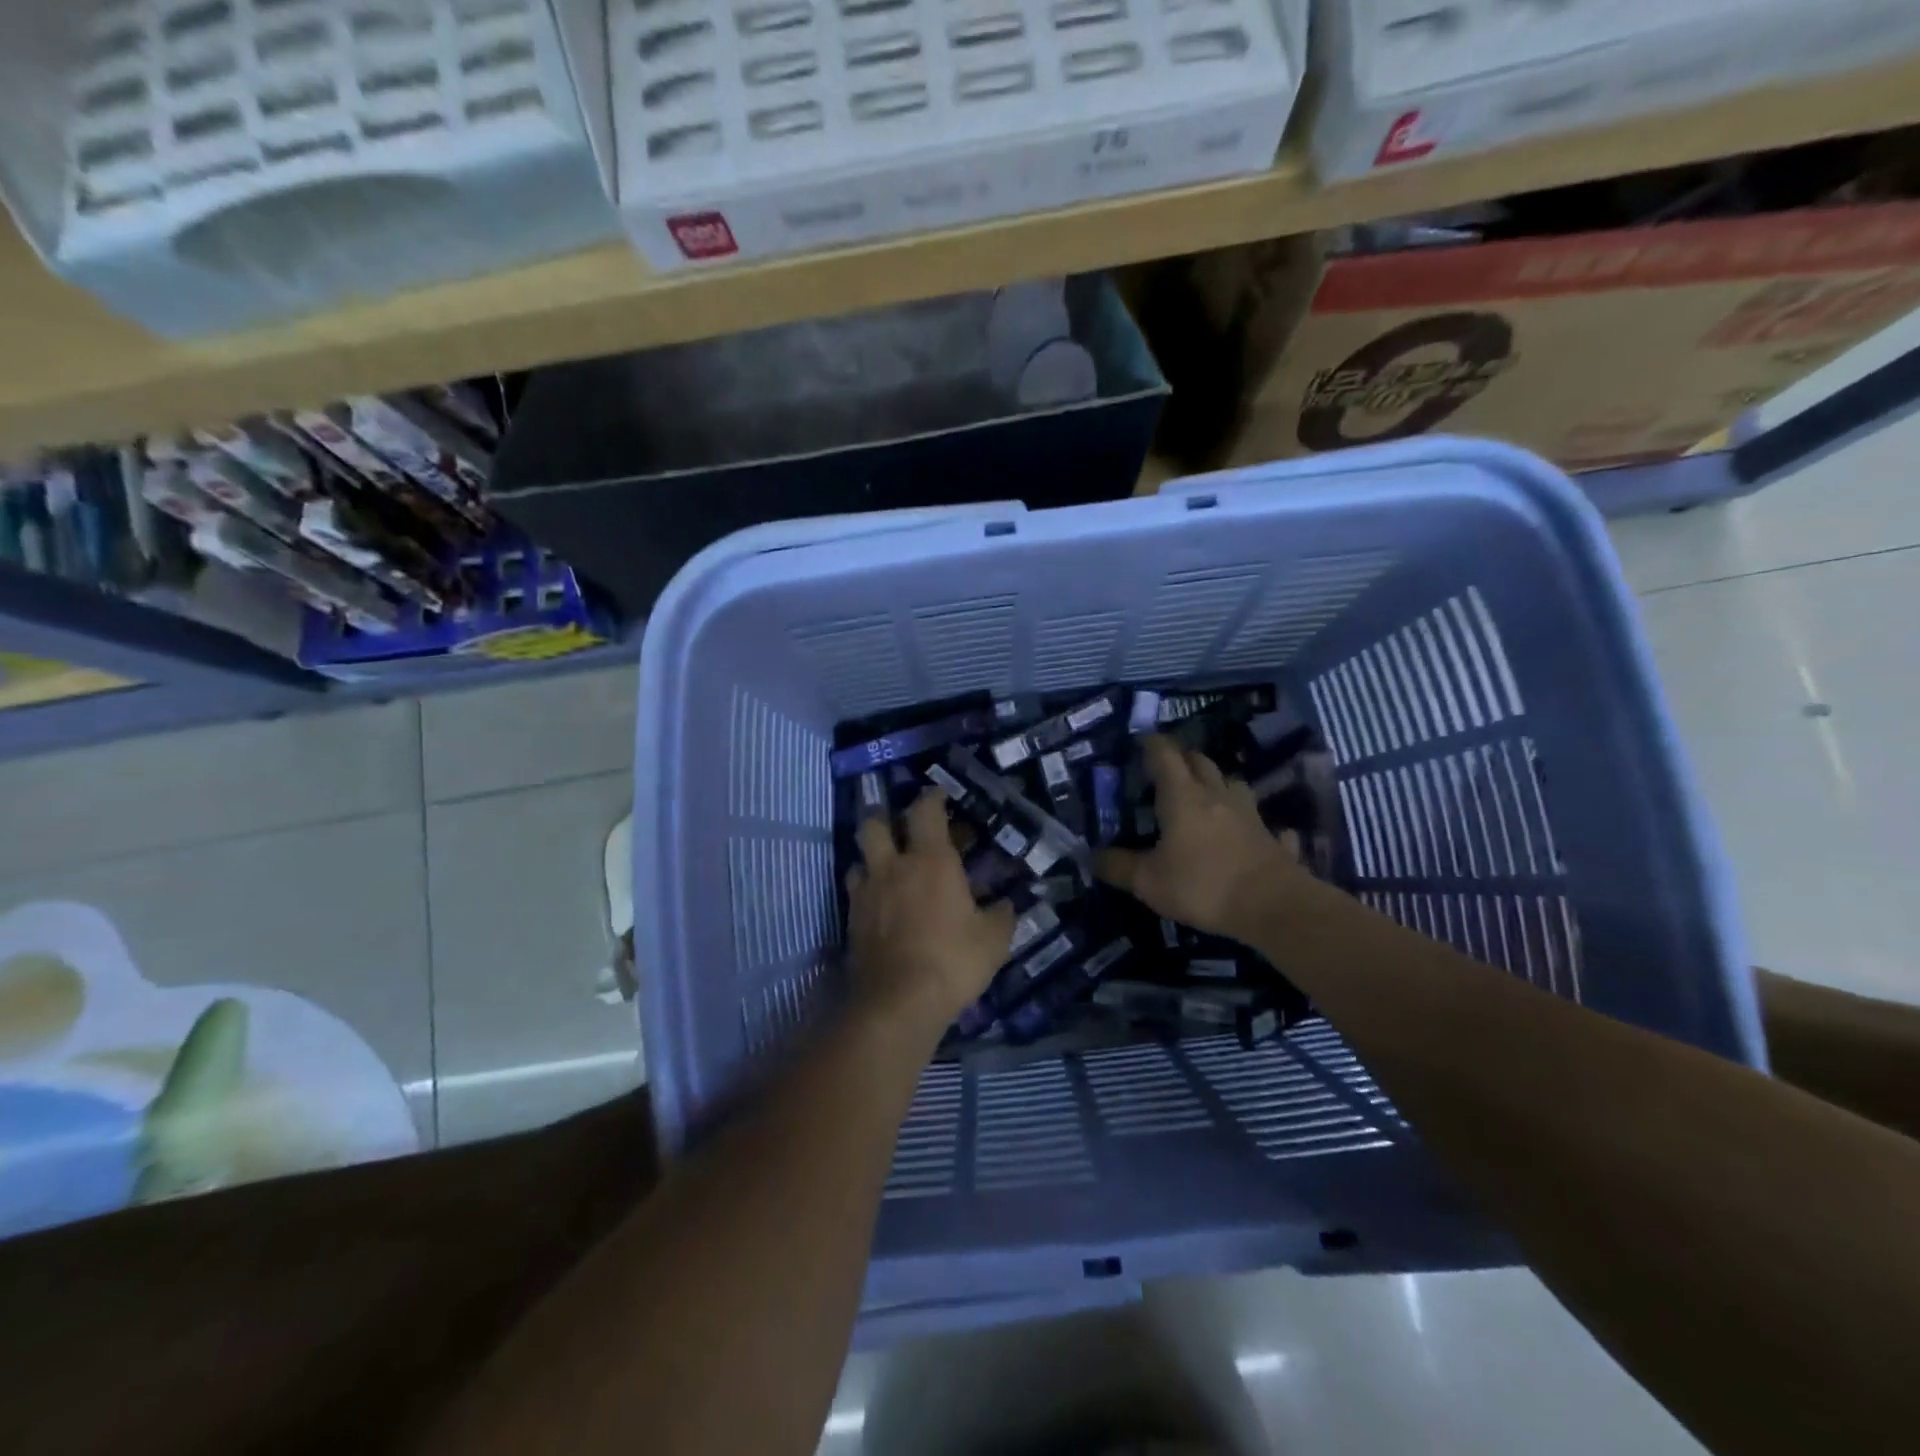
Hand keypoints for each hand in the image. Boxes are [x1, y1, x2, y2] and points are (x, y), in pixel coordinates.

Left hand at [846, 790, 1014, 1040]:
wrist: (897, 1002)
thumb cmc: (952, 961)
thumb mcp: (993, 940)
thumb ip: (1001, 915)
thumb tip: (1005, 904)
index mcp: (931, 860)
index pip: (925, 810)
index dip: (932, 796)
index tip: (939, 795)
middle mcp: (893, 866)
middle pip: (874, 823)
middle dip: (887, 819)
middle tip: (903, 829)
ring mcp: (867, 892)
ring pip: (859, 856)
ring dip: (872, 856)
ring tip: (889, 868)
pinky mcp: (851, 920)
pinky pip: (855, 890)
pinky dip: (866, 889)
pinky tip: (880, 904)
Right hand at [1097, 735, 1302, 940]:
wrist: (1273, 906)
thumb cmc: (1202, 885)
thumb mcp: (1148, 881)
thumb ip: (1119, 866)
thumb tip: (1093, 856)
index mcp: (1182, 797)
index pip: (1164, 756)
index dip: (1151, 744)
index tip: (1140, 740)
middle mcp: (1217, 795)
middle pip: (1201, 762)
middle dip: (1183, 759)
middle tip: (1167, 768)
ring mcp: (1250, 815)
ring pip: (1233, 785)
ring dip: (1217, 783)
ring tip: (1205, 795)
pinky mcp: (1272, 838)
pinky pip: (1262, 822)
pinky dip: (1252, 823)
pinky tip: (1249, 832)